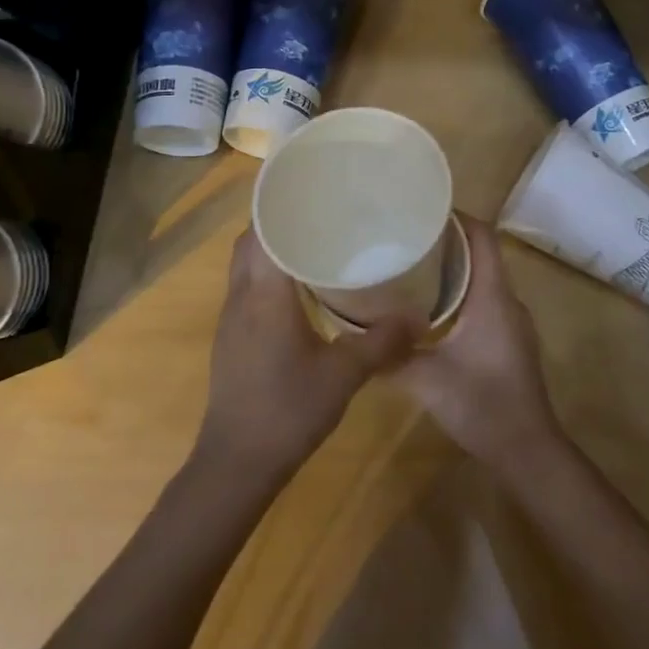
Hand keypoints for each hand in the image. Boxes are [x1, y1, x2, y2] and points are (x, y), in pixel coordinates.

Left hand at [195, 229, 415, 486]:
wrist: (237, 462)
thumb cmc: (287, 410)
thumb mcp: (343, 375)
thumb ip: (381, 342)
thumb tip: (418, 317)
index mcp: (264, 294)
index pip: (262, 230)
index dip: (280, 204)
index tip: (309, 186)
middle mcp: (240, 296)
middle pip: (250, 241)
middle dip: (278, 221)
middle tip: (320, 212)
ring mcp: (231, 317)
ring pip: (246, 264)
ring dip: (271, 247)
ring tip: (314, 241)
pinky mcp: (231, 336)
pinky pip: (247, 287)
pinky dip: (268, 273)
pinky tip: (299, 287)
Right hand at [393, 215, 564, 470]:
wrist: (528, 451)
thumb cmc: (482, 405)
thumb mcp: (427, 380)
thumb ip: (391, 356)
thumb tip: (356, 336)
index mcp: (493, 297)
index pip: (483, 237)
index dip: (458, 216)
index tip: (423, 209)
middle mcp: (507, 301)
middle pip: (481, 252)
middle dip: (447, 239)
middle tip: (405, 235)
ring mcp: (511, 321)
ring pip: (482, 277)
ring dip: (452, 267)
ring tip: (411, 264)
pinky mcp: (508, 339)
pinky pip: (484, 299)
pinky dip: (459, 291)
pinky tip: (428, 307)